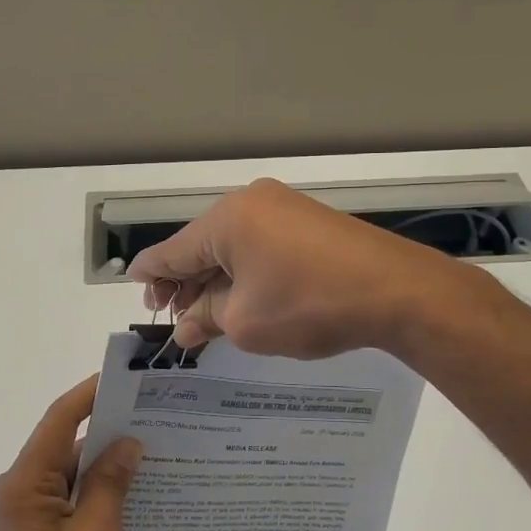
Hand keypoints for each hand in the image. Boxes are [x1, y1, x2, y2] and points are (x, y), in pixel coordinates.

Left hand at [0, 377, 142, 530]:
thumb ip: (110, 484)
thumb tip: (126, 444)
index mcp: (25, 481)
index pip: (60, 419)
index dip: (91, 394)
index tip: (125, 379)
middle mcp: (16, 487)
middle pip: (65, 444)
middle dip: (107, 433)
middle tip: (154, 422)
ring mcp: (20, 510)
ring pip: (67, 472)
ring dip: (102, 467)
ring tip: (150, 459)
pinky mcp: (28, 530)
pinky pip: (64, 496)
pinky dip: (92, 492)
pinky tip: (127, 496)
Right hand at [127, 178, 472, 358]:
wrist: (396, 291)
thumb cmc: (309, 305)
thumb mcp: (246, 322)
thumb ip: (206, 319)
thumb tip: (185, 327)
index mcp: (226, 219)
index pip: (172, 250)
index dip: (150, 274)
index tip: (135, 289)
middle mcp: (251, 203)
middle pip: (202, 245)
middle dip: (184, 282)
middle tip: (172, 317)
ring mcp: (284, 208)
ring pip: (233, 246)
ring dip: (216, 279)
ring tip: (204, 315)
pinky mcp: (309, 223)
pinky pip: (261, 245)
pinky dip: (245, 272)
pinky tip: (241, 298)